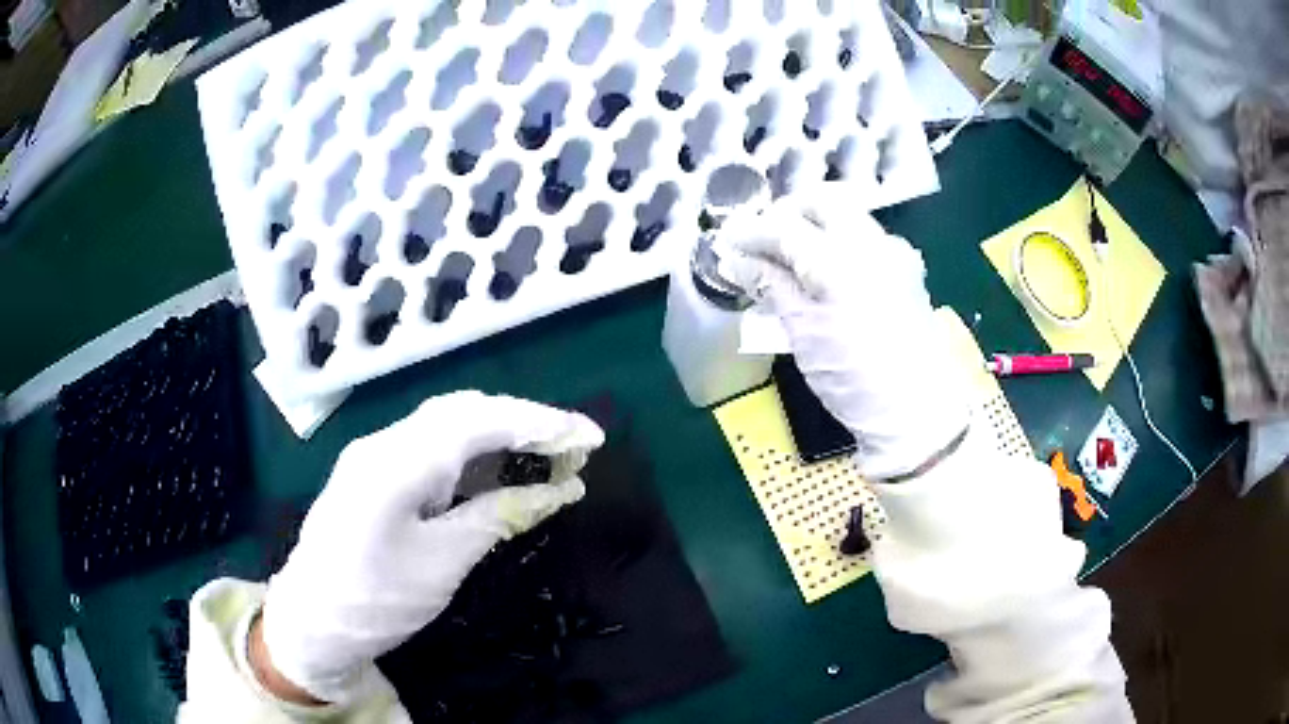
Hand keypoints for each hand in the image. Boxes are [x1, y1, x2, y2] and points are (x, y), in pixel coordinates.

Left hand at [257, 391, 604, 703]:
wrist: (311, 622)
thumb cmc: (376, 600)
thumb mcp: (444, 564)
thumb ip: (498, 516)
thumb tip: (558, 490)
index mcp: (397, 461)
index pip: (480, 421)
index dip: (540, 423)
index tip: (591, 437)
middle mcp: (384, 442)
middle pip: (464, 412)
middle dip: (524, 422)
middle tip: (574, 448)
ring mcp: (376, 454)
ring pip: (448, 425)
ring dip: (500, 435)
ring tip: (547, 457)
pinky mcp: (375, 473)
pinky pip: (432, 449)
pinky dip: (473, 455)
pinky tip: (497, 472)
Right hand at [720, 186, 969, 479]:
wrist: (916, 411)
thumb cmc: (854, 377)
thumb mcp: (803, 334)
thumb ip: (771, 287)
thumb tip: (738, 261)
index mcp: (839, 258)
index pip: (784, 226)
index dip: (751, 231)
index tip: (728, 243)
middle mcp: (871, 242)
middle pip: (822, 202)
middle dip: (787, 214)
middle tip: (762, 240)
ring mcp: (895, 253)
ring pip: (848, 216)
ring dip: (816, 224)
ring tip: (792, 257)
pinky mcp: (908, 270)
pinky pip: (868, 238)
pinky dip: (841, 242)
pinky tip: (830, 271)